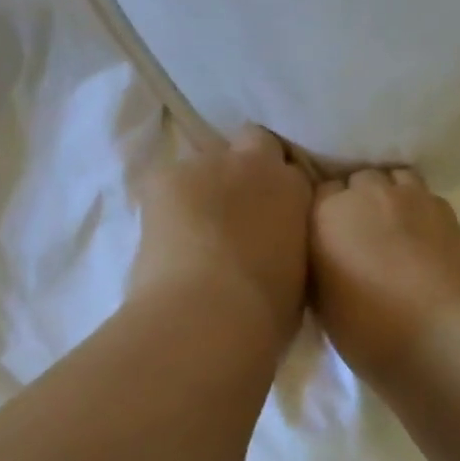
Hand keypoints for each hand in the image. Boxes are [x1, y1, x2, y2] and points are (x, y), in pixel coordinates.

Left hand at [130, 127, 313, 347]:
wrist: (206, 315)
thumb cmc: (264, 311)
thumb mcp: (296, 274)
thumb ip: (288, 243)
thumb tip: (272, 245)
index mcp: (294, 188)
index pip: (289, 168)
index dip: (277, 188)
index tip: (269, 214)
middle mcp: (252, 164)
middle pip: (250, 145)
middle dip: (242, 170)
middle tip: (231, 211)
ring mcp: (204, 165)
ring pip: (202, 167)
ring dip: (201, 189)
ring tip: (190, 232)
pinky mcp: (163, 178)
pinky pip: (167, 184)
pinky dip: (166, 204)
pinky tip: (164, 236)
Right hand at [310, 168, 459, 392]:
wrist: (442, 339)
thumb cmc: (368, 328)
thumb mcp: (320, 300)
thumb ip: (319, 263)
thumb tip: (326, 253)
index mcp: (328, 212)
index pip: (318, 190)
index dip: (324, 212)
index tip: (327, 235)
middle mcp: (369, 194)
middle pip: (359, 179)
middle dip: (358, 198)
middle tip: (360, 232)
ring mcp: (414, 199)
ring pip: (397, 179)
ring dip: (391, 195)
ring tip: (393, 226)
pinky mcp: (449, 213)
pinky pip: (427, 199)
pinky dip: (420, 212)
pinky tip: (423, 239)